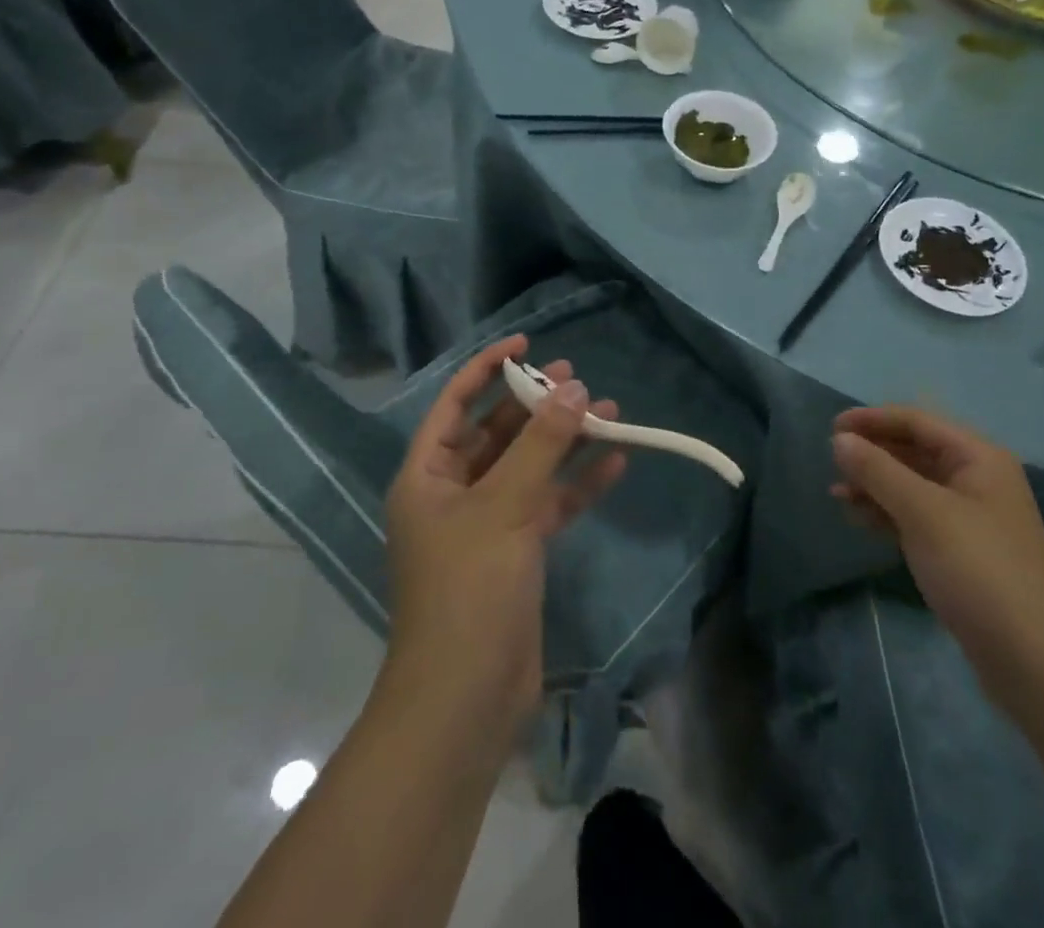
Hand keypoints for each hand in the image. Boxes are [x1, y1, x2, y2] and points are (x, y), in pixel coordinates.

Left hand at [384, 335, 625, 748]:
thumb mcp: (504, 507)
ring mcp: (486, 523)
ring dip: (565, 441)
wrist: (466, 700)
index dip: (488, 367)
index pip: (455, 402)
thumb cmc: (469, 590)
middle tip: (577, 378)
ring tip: (609, 410)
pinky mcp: (517, 552)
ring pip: (529, 466)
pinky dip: (578, 483)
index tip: (528, 343)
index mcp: (427, 475)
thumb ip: (541, 445)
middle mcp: (453, 492)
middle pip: (496, 431)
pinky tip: (616, 461)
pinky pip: (549, 504)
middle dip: (536, 404)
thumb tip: (573, 388)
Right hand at [831, 407, 1043, 704]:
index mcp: (978, 458)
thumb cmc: (978, 570)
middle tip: (831, 462)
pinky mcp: (961, 551)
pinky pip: (916, 516)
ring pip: (912, 485)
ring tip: (837, 493)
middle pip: (915, 450)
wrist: (1034, 661)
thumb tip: (840, 440)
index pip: (917, 422)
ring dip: (875, 484)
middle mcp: (976, 479)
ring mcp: (970, 517)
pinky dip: (887, 513)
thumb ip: (878, 471)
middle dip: (872, 453)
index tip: (831, 429)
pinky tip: (858, 518)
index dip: (872, 420)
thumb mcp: (923, 513)